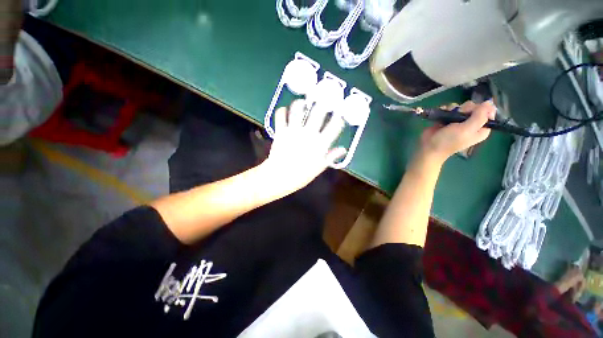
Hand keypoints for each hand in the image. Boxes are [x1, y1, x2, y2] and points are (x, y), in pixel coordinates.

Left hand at [263, 99, 346, 192]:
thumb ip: (331, 156)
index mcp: (320, 144)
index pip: (334, 126)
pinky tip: (284, 110)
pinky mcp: (281, 131)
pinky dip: (282, 111)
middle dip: (323, 104)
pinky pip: (280, 116)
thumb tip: (343, 149)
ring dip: (300, 103)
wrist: (280, 177)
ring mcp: (294, 131)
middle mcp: (309, 134)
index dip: (339, 118)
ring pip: (298, 109)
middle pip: (318, 112)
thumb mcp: (319, 167)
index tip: (339, 116)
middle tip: (323, 102)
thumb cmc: (301, 175)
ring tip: (302, 102)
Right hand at [419, 100, 495, 163]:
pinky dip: (446, 109)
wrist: (429, 146)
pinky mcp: (448, 119)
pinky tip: (442, 113)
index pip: (489, 112)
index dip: (481, 108)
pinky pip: (450, 109)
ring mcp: (459, 121)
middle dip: (466, 108)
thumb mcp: (467, 129)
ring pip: (461, 106)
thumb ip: (480, 116)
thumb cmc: (449, 140)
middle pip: (475, 107)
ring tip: (447, 115)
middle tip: (458, 115)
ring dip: (454, 109)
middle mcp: (472, 123)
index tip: (472, 111)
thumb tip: (488, 102)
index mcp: (481, 128)